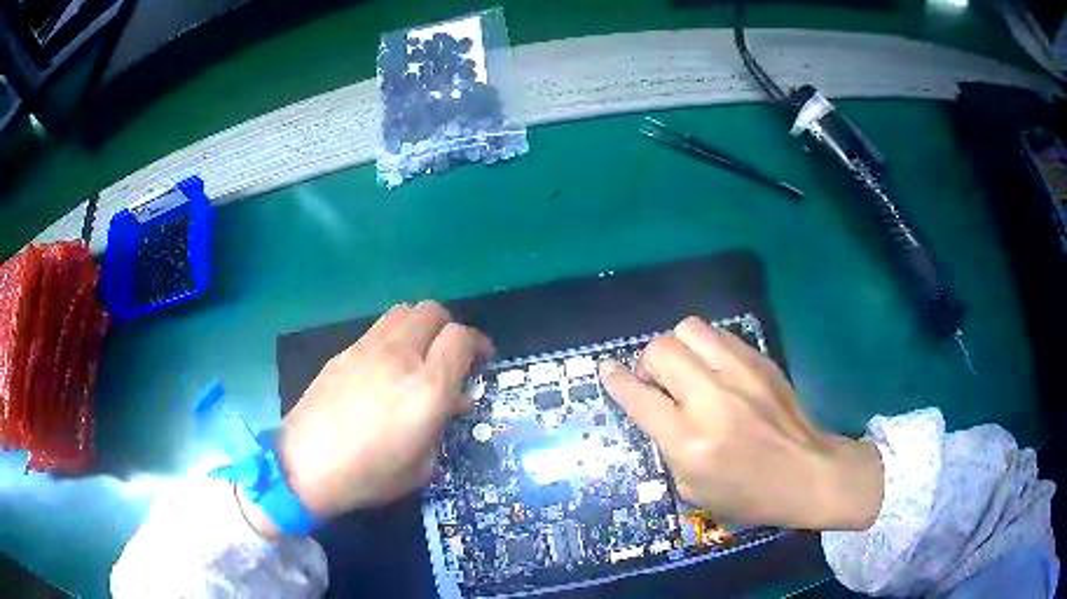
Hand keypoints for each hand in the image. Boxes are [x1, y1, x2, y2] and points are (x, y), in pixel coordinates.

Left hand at [268, 301, 491, 525]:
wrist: (305, 465)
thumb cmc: (369, 475)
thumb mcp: (421, 466)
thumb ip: (441, 427)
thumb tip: (450, 404)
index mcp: (427, 386)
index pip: (461, 337)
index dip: (477, 344)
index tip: (480, 360)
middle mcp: (400, 356)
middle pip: (433, 311)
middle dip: (449, 328)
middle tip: (450, 355)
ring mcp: (367, 348)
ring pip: (404, 311)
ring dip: (420, 326)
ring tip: (418, 355)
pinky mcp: (343, 351)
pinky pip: (378, 329)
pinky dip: (393, 337)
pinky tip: (384, 368)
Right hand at [599, 317, 882, 530]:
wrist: (807, 473)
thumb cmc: (749, 495)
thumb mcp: (693, 489)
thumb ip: (667, 447)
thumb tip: (655, 412)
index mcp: (690, 441)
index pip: (639, 397)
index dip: (616, 380)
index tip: (607, 371)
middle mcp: (711, 399)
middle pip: (660, 349)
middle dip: (648, 363)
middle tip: (660, 383)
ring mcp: (740, 374)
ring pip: (689, 329)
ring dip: (678, 348)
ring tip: (688, 371)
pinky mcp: (760, 361)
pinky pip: (720, 335)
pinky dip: (707, 348)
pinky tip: (717, 370)